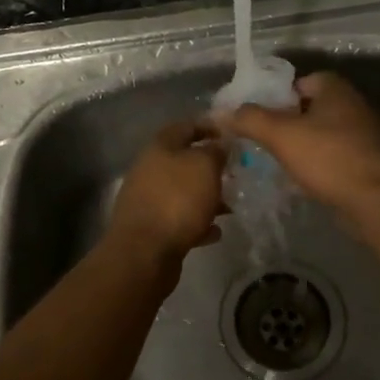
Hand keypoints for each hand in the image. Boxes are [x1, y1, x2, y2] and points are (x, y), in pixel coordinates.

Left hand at [106, 119, 227, 262]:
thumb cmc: (177, 200)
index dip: (209, 127)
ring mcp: (148, 200)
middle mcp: (150, 169)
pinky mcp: (152, 228)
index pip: (186, 126)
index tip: (232, 135)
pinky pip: (179, 219)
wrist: (144, 252)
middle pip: (183, 161)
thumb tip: (220, 145)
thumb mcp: (204, 167)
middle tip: (235, 174)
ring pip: (183, 192)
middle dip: (210, 167)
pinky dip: (198, 222)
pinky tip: (215, 232)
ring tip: (230, 206)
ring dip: (206, 197)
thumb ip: (216, 151)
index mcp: (160, 147)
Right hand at [218, 72, 379, 223]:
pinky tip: (304, 179)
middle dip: (288, 122)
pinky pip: (335, 156)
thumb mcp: (281, 134)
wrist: (377, 201)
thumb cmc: (328, 158)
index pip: (301, 82)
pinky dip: (319, 164)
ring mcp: (365, 136)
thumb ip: (250, 119)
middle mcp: (355, 106)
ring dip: (303, 145)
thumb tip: (221, 112)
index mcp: (336, 89)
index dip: (278, 96)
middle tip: (264, 139)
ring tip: (278, 161)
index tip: (259, 116)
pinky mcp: (369, 163)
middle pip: (311, 108)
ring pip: (323, 134)